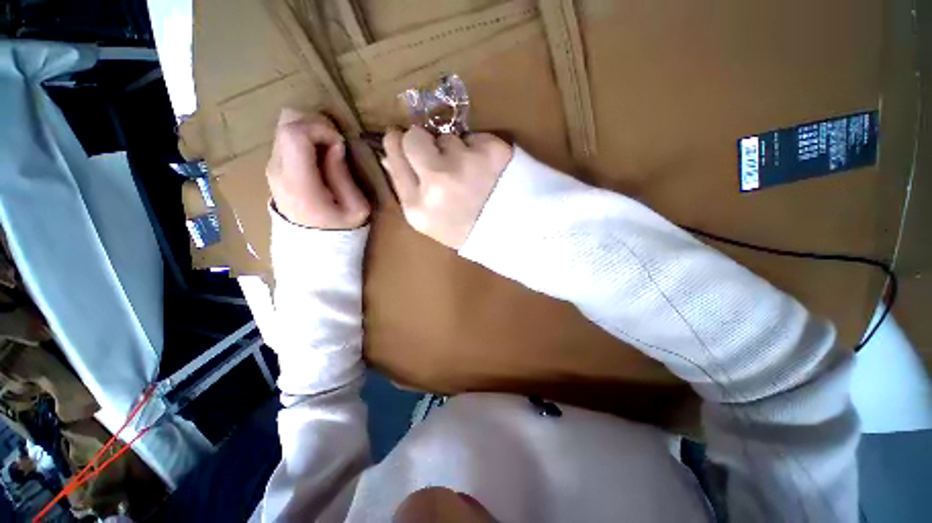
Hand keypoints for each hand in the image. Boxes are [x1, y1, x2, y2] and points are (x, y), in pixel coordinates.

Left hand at [266, 108, 369, 228]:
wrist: (312, 246)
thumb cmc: (340, 229)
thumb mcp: (356, 207)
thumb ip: (343, 174)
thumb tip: (335, 146)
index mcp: (299, 182)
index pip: (294, 133)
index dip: (321, 129)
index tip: (340, 145)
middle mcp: (278, 169)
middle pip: (286, 122)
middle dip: (316, 124)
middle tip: (336, 144)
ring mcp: (272, 167)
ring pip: (285, 125)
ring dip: (310, 130)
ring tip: (329, 151)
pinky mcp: (274, 167)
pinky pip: (286, 138)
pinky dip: (305, 138)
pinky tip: (319, 157)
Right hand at [381, 127, 511, 248]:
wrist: (510, 234)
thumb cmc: (465, 230)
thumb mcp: (430, 221)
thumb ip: (407, 189)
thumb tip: (389, 156)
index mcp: (417, 206)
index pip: (395, 156)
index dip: (397, 144)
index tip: (401, 138)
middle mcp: (436, 181)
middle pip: (414, 137)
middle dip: (421, 140)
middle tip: (435, 152)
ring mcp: (464, 163)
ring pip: (448, 138)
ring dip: (456, 151)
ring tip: (470, 175)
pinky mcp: (491, 150)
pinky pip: (475, 138)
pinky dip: (479, 150)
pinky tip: (488, 171)